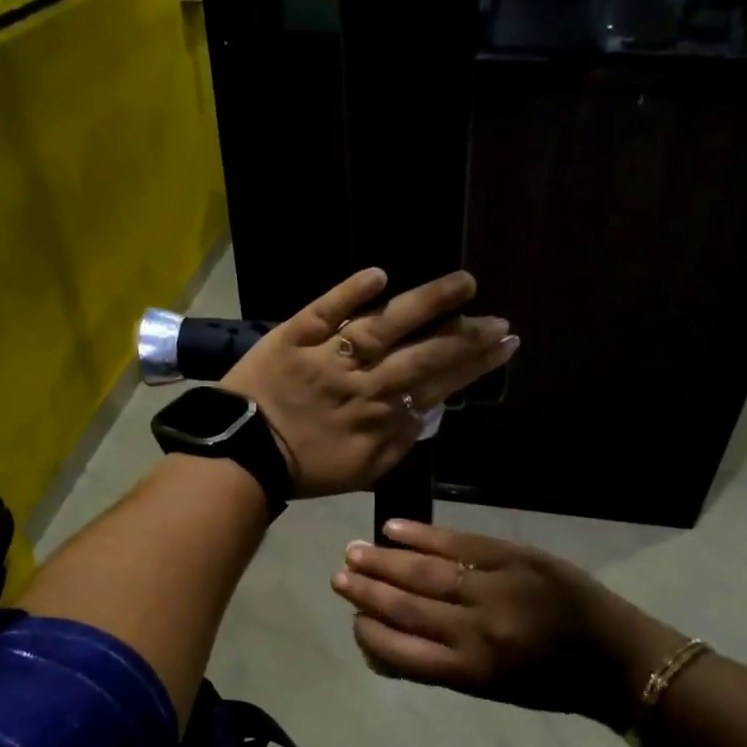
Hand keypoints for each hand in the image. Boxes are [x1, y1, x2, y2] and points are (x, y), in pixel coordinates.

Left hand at [220, 269, 517, 499]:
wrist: (241, 457)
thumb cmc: (304, 468)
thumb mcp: (364, 471)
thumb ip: (399, 441)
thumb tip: (429, 408)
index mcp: (381, 417)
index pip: (439, 384)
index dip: (475, 364)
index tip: (505, 344)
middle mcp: (363, 383)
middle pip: (423, 354)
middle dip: (467, 336)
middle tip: (499, 319)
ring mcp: (329, 357)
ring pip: (385, 325)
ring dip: (427, 303)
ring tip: (464, 283)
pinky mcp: (295, 336)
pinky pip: (324, 310)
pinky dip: (350, 292)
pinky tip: (380, 275)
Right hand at [331, 521, 662, 722]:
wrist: (615, 656)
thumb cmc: (550, 683)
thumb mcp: (491, 689)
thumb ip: (440, 664)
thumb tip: (387, 639)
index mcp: (471, 671)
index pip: (400, 651)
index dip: (369, 633)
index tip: (353, 618)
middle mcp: (476, 629)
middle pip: (407, 606)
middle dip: (367, 591)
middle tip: (337, 577)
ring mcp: (496, 587)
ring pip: (426, 571)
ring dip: (385, 561)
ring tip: (354, 552)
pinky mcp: (515, 556)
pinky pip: (460, 542)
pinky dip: (424, 534)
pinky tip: (395, 528)